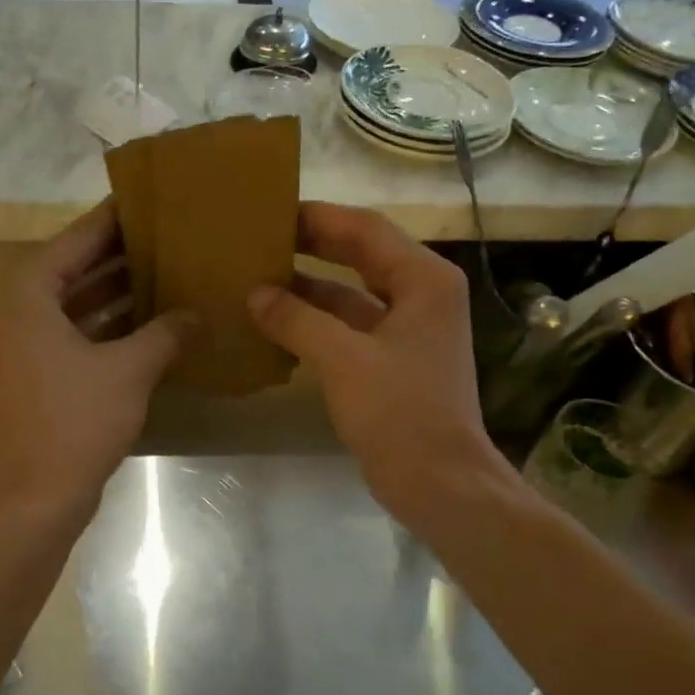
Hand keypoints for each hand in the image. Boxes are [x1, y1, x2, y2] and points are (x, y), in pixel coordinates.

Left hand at [0, 201, 189, 522]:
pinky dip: (107, 329)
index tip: (150, 199)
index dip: (113, 220)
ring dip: (116, 294)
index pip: (76, 240)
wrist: (32, 501)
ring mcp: (23, 349)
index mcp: (29, 297)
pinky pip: (75, 337)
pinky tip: (150, 327)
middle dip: (119, 256)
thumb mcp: (129, 371)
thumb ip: (165, 334)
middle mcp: (17, 314)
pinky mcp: (35, 379)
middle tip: (168, 236)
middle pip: (73, 270)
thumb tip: (196, 313)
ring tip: (167, 273)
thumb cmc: (74, 423)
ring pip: (75, 306)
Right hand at [248, 202, 514, 523]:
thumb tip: (255, 293)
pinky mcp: (391, 361)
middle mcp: (421, 296)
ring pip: (350, 294)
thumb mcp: (344, 360)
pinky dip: (316, 323)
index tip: (271, 212)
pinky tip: (276, 323)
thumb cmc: (400, 413)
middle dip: (311, 246)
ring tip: (258, 277)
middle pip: (360, 255)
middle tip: (261, 238)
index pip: (365, 229)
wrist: (440, 483)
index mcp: (424, 281)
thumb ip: (297, 320)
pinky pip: (348, 328)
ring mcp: (407, 330)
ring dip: (309, 287)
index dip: (318, 217)